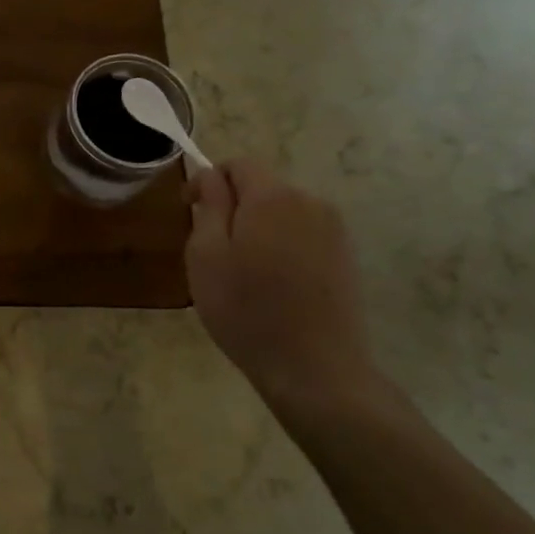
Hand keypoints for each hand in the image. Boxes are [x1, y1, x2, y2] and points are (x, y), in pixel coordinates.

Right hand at [184, 159, 383, 417]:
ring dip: (257, 227)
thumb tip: (211, 176)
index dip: (208, 181)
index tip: (188, 211)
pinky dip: (280, 247)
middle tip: (210, 249)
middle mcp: (310, 203)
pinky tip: (271, 285)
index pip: (237, 164)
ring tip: (240, 271)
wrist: (315, 368)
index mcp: (272, 197)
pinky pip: (302, 235)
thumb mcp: (206, 255)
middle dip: (233, 207)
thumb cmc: (246, 309)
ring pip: (281, 213)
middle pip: (261, 187)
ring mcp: (334, 231)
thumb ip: (209, 206)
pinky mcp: (345, 258)